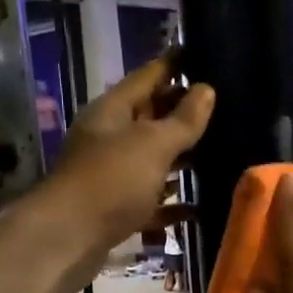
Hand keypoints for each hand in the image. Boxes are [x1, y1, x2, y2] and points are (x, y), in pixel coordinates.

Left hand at [37, 55, 213, 292]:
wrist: (66, 239)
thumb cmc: (111, 181)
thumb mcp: (153, 144)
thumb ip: (183, 120)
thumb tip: (207, 89)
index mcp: (113, 111)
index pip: (148, 77)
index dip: (175, 65)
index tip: (204, 53)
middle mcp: (109, 138)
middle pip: (151, 119)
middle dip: (183, 114)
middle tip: (225, 108)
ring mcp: (111, 176)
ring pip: (152, 161)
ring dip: (181, 160)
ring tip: (220, 154)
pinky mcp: (115, 211)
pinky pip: (150, 201)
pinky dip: (171, 204)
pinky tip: (198, 208)